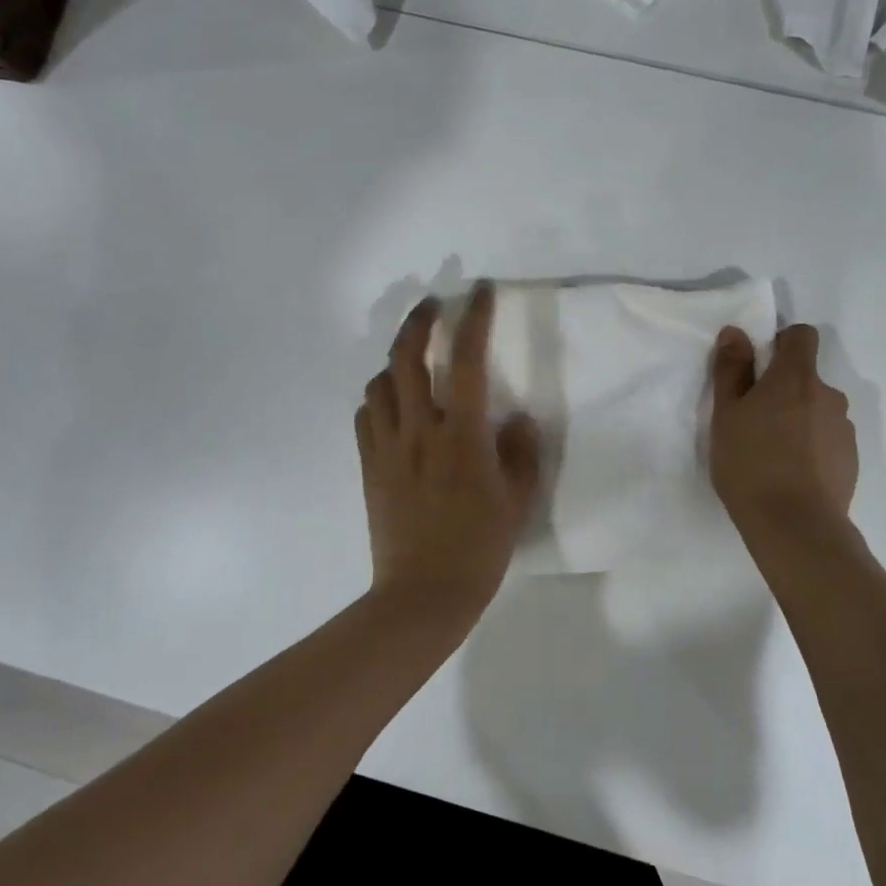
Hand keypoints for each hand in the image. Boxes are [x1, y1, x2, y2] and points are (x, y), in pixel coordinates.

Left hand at [357, 283, 540, 624]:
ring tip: (412, 362)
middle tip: (432, 306)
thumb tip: (515, 419)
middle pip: (406, 357)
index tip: (479, 291)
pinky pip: (365, 417)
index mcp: (461, 434)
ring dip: (395, 362)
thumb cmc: (479, 548)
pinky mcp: (369, 466)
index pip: (465, 359)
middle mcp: (419, 430)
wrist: (423, 594)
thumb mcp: (517, 500)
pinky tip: (392, 407)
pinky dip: (378, 399)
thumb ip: (520, 452)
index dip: (474, 318)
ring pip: (380, 383)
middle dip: (418, 321)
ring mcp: (387, 447)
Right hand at [709, 324, 858, 537]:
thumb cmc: (750, 463)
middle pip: (806, 377)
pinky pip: (827, 439)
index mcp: (796, 377)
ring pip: (817, 410)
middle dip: (783, 390)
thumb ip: (731, 369)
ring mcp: (844, 428)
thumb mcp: (725, 414)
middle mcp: (828, 394)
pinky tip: (790, 473)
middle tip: (753, 420)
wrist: (795, 525)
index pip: (802, 336)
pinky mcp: (851, 459)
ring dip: (798, 419)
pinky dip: (810, 446)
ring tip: (771, 453)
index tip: (758, 367)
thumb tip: (736, 332)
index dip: (780, 343)